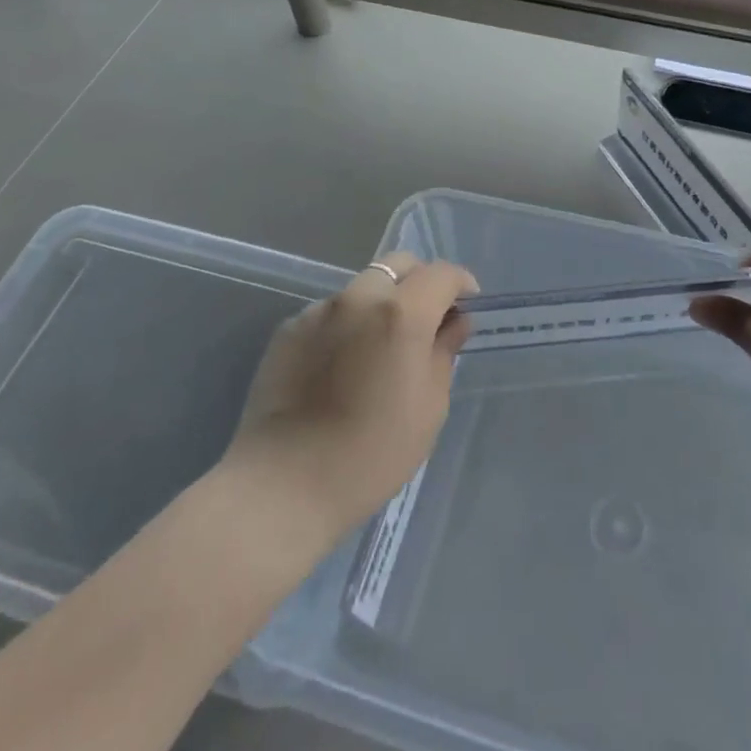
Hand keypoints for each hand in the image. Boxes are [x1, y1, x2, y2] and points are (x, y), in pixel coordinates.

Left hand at [226, 254, 476, 535]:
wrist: (283, 485)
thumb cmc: (371, 453)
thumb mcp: (429, 408)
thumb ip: (444, 353)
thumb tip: (454, 323)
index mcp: (401, 313)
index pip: (441, 274)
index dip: (460, 284)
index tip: (468, 305)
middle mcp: (359, 298)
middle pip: (398, 265)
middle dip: (420, 281)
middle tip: (427, 318)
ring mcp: (318, 310)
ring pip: (362, 287)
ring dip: (381, 303)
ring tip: (379, 347)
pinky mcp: (288, 329)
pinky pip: (330, 313)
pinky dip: (347, 324)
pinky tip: (342, 366)